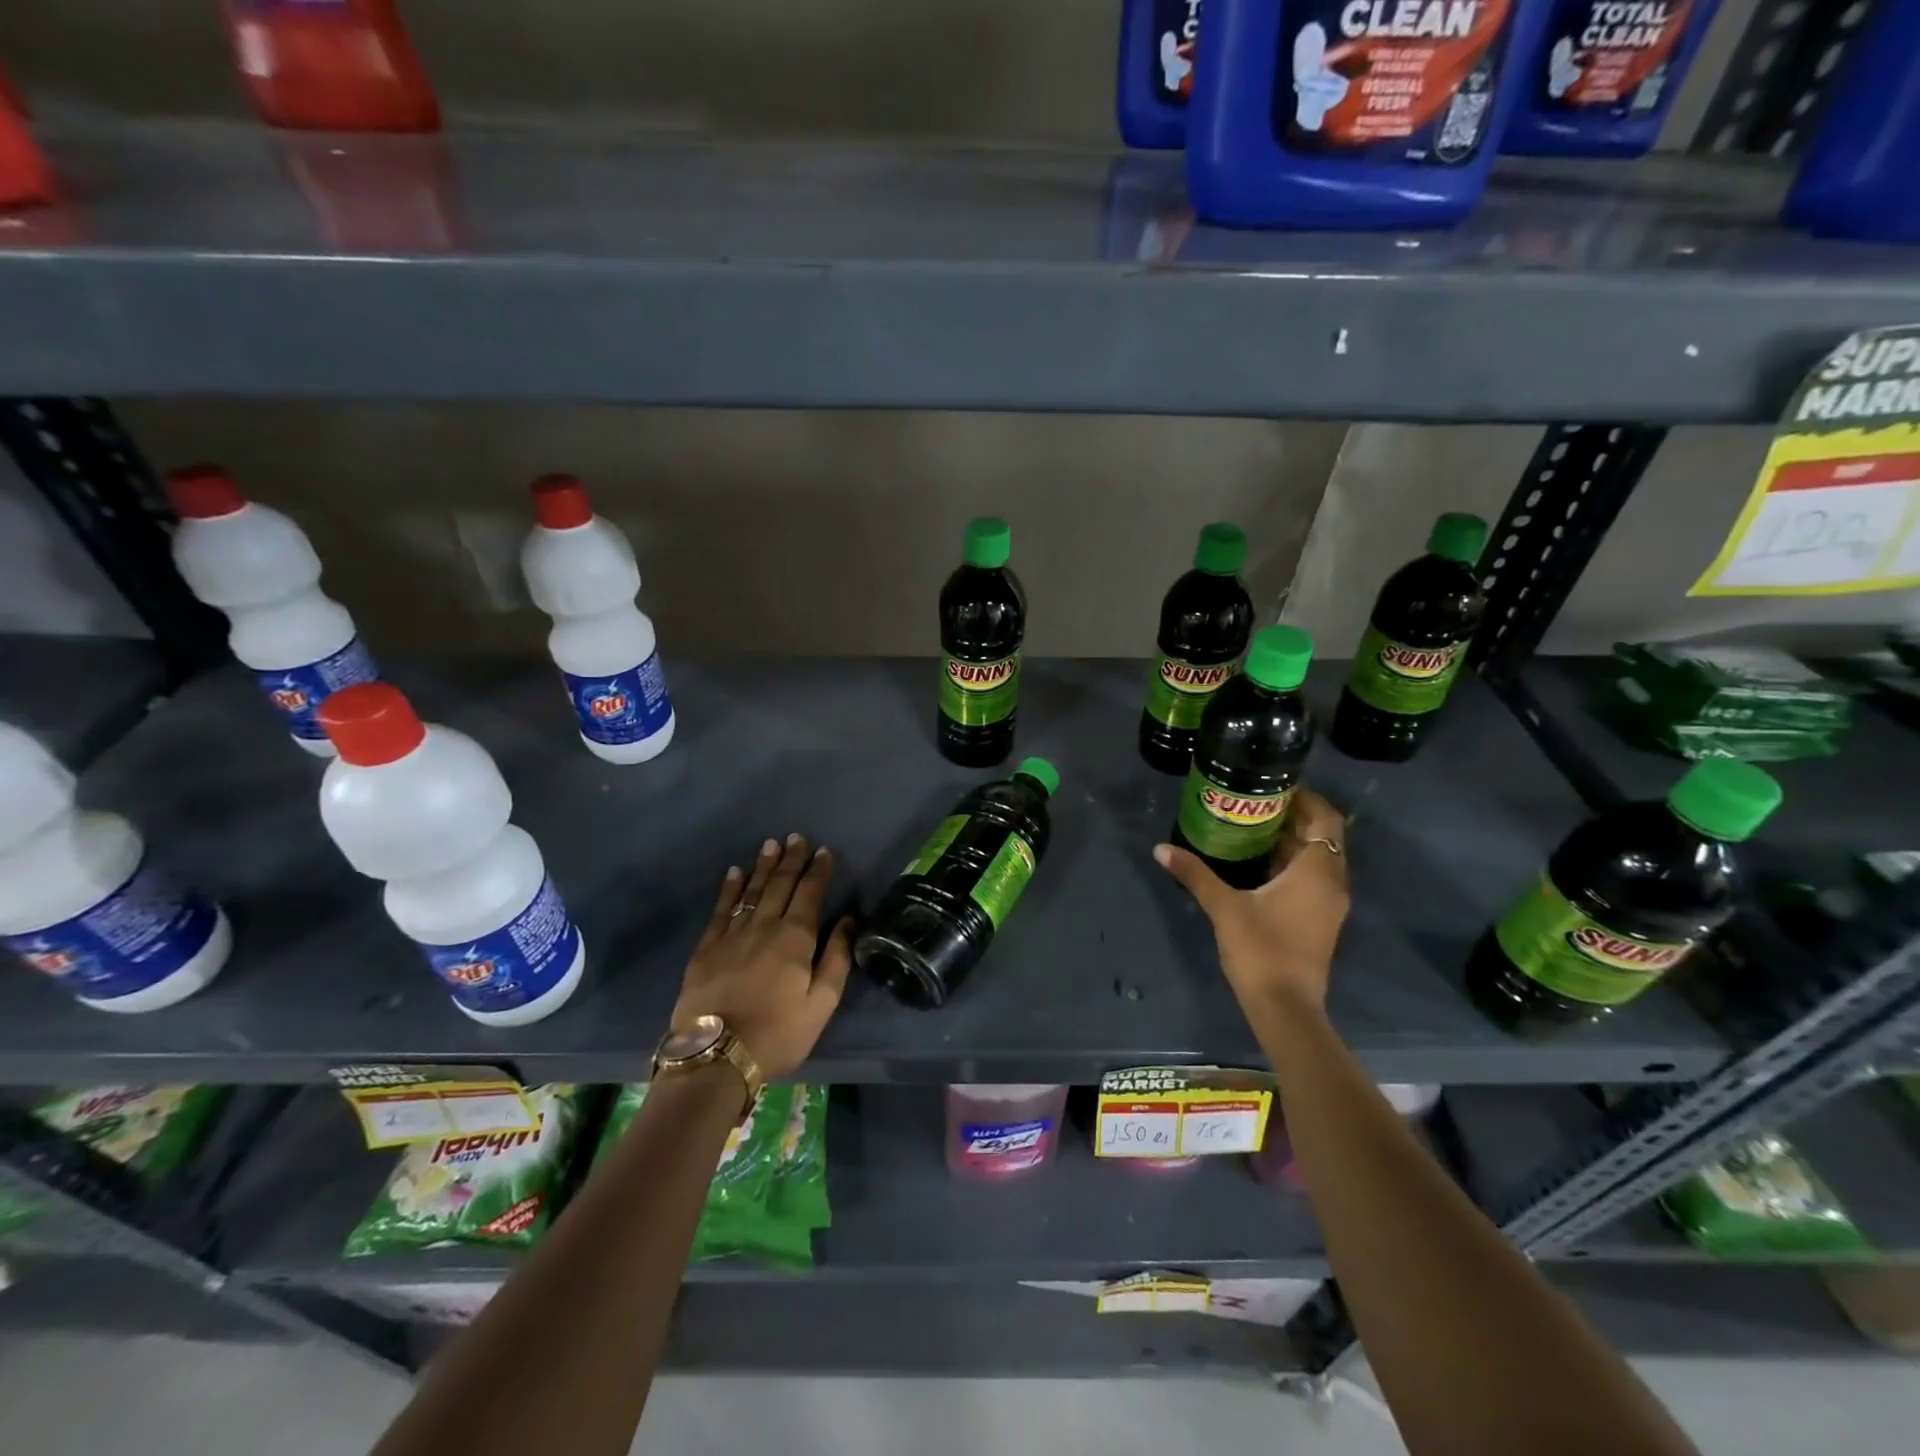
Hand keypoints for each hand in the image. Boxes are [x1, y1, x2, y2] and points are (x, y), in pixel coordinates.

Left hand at [672, 834, 854, 1080]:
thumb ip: (837, 959)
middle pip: (780, 885)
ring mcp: (732, 935)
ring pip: (751, 891)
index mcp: (796, 939)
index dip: (818, 871)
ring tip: (770, 845)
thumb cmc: (778, 1033)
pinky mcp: (706, 948)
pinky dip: (729, 889)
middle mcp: (764, 927)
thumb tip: (848, 921)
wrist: (716, 1057)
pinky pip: (721, 910)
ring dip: (762, 867)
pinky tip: (734, 873)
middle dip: (791, 860)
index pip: (810, 894)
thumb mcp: (821, 1004)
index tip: (824, 851)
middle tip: (796, 837)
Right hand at [1153, 788, 1349, 1013]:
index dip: (1305, 798)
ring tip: (1252, 827)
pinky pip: (1313, 878)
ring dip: (1293, 841)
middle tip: (1255, 803)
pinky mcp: (1321, 920)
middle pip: (1323, 836)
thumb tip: (1161, 849)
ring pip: (1318, 858)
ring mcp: (1329, 903)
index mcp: (1317, 871)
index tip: (1273, 787)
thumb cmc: (1261, 950)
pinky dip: (1293, 864)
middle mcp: (1332, 882)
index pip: (1326, 818)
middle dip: (1294, 817)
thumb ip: (1195, 874)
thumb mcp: (1223, 907)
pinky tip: (1259, 864)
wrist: (1286, 1007)